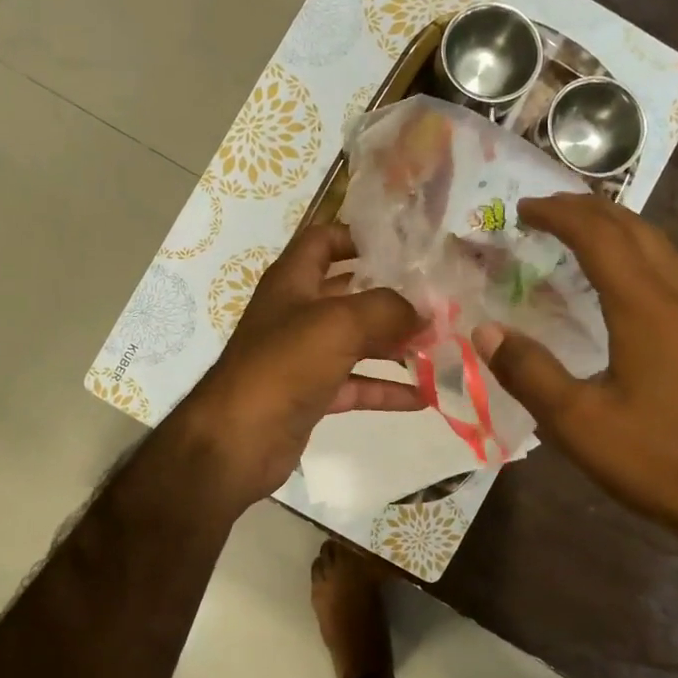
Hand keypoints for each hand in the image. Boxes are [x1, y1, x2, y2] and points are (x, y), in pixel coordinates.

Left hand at [171, 221, 423, 510]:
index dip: (357, 237)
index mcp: (293, 281)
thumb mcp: (339, 323)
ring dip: (394, 344)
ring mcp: (303, 356)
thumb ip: (387, 309)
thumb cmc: (283, 365)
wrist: (237, 440)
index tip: (403, 247)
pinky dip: (386, 388)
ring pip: (356, 342)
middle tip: (437, 301)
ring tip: (440, 346)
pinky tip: (424, 395)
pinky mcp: (310, 395)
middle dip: (391, 296)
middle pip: (349, 294)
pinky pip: (355, 384)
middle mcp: (296, 313)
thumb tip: (423, 312)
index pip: (323, 241)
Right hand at [472, 194, 677, 554]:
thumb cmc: (662, 460)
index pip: (598, 236)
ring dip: (618, 227)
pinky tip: (629, 280)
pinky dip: (640, 253)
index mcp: (645, 307)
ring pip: (660, 246)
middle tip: (545, 211)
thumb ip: (529, 372)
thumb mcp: (579, 423)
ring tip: (582, 231)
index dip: (558, 215)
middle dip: (587, 210)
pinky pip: (673, 271)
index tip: (521, 210)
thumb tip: (485, 330)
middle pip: (634, 229)